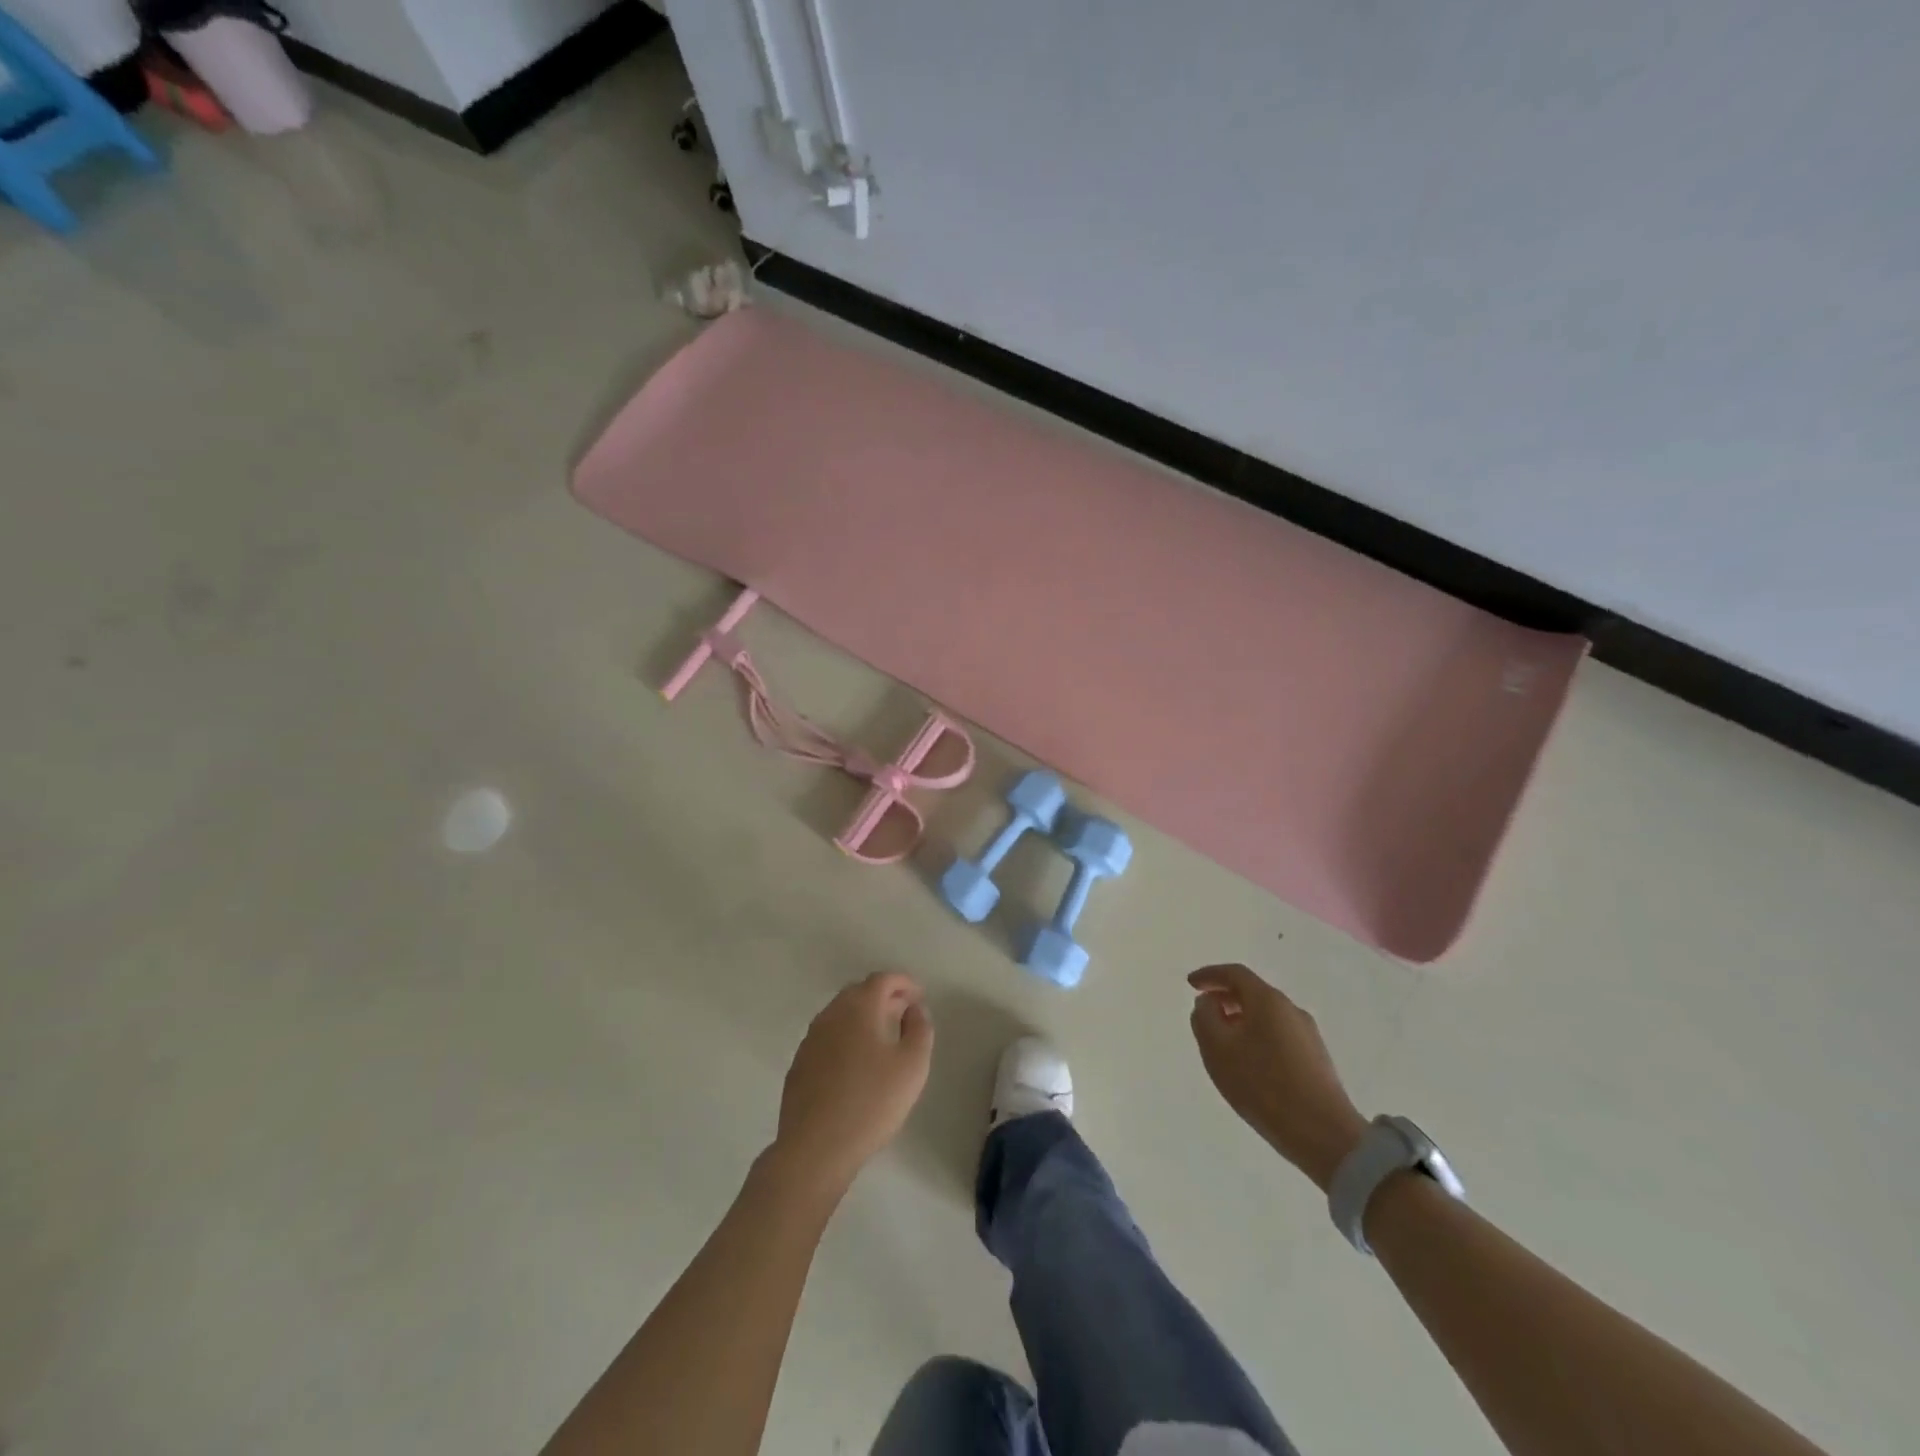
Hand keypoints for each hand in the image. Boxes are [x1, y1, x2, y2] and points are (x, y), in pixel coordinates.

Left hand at [766, 972, 933, 1202]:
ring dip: (864, 1016)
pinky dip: (846, 1036)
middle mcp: (830, 1015)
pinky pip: (828, 1037)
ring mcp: (810, 1039)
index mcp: (858, 1008)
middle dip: (884, 997)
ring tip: (884, 1037)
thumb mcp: (912, 1066)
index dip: (903, 982)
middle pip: (859, 992)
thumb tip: (914, 1009)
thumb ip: (920, 1029)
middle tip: (904, 1013)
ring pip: (841, 1014)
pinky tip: (856, 1062)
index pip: (882, 979)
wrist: (815, 1149)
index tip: (919, 995)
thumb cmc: (871, 1103)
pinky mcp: (799, 1064)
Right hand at [1188, 964, 1368, 1190]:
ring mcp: (1308, 1035)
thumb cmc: (1262, 1085)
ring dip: (1240, 1019)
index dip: (1209, 975)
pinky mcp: (1316, 1059)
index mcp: (1268, 1000)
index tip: (1190, 983)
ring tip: (1223, 1041)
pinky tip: (1249, 1061)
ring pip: (1266, 1015)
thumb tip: (1208, 1002)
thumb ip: (1205, 1018)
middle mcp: (1291, 1010)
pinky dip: (1256, 1036)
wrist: (1323, 1135)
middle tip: (1204, 1011)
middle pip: (1253, 992)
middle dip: (1225, 997)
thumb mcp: (1218, 1049)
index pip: (1235, 973)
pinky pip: (1278, 1034)